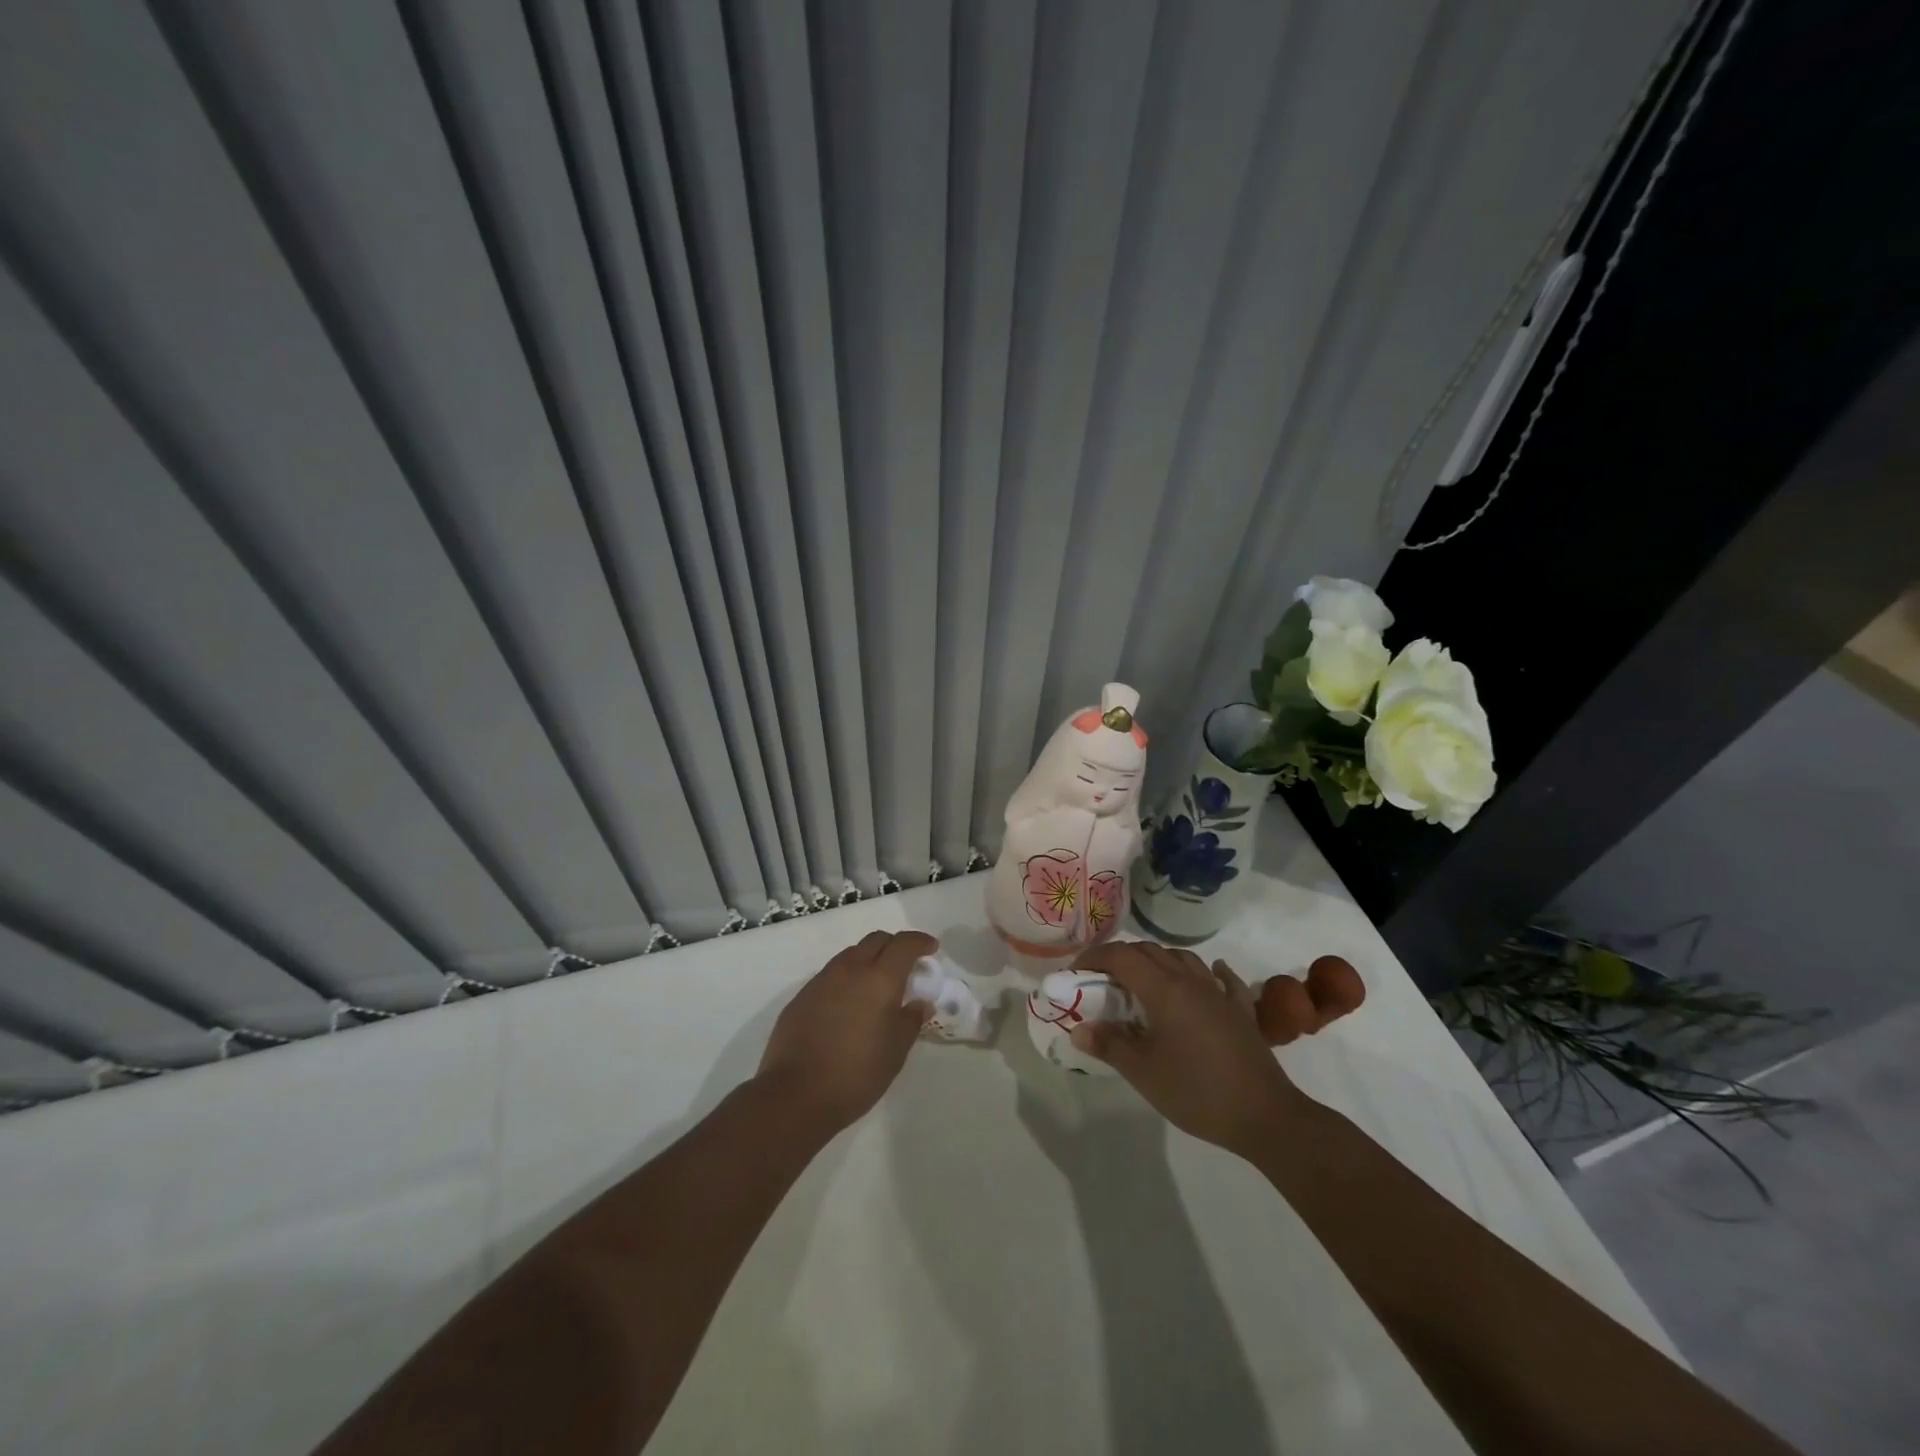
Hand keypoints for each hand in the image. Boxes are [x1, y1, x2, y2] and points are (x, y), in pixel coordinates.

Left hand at [755, 930, 937, 1134]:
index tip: (931, 948)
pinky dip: (847, 978)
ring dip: (869, 959)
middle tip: (906, 966)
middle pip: (876, 940)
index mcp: (879, 979)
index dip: (920, 942)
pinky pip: (831, 974)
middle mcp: (850, 969)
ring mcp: (822, 980)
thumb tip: (920, 1003)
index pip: (903, 944)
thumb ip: (910, 1021)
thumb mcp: (895, 1051)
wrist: (795, 1094)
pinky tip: (848, 1004)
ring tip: (876, 985)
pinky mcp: (802, 996)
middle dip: (894, 946)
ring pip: (851, 954)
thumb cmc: (856, 1073)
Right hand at [1070, 942, 1307, 1158]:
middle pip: (1150, 951)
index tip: (1076, 974)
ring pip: (1183, 959)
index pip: (1121, 956)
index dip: (1095, 958)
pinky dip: (1207, 972)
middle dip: (1120, 958)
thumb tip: (1079, 1029)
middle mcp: (1190, 981)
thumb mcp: (1144, 1073)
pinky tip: (1207, 977)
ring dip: (1157, 961)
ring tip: (1142, 983)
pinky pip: (1222, 979)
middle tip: (1102, 982)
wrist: (1265, 1116)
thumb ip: (1109, 1046)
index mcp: (1164, 990)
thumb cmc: (1197, 1092)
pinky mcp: (1240, 1011)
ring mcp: (1219, 993)